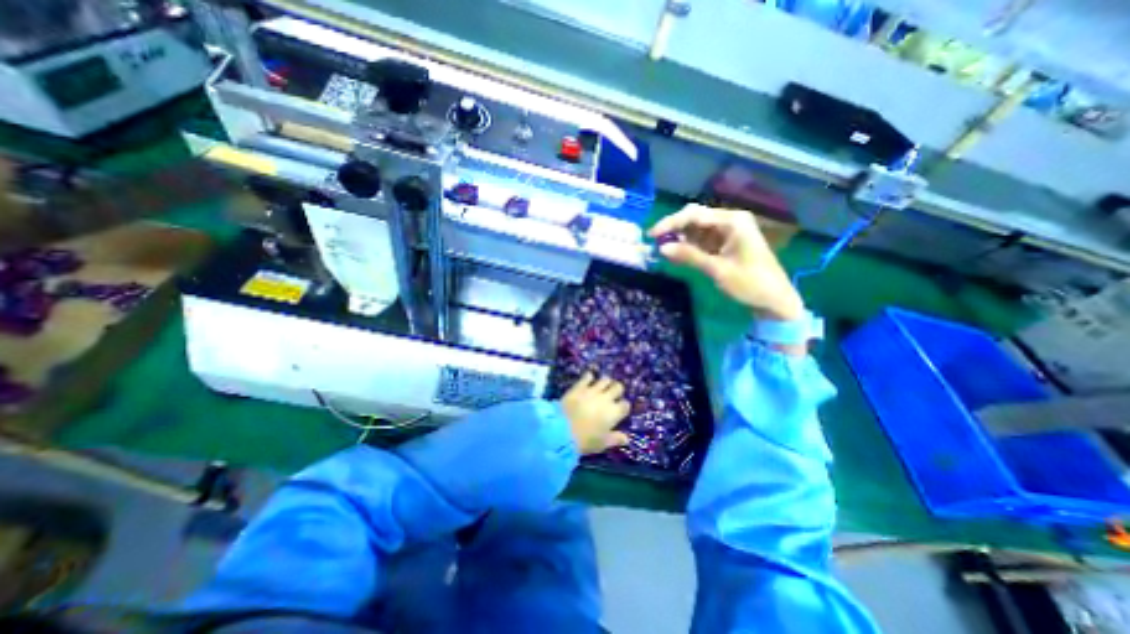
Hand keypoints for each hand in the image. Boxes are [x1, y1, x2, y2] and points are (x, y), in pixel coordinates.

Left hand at [560, 371, 630, 454]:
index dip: (623, 407)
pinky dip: (589, 377)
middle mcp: (606, 398)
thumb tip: (626, 438)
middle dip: (617, 390)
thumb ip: (615, 439)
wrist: (562, 431)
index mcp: (614, 412)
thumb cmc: (585, 440)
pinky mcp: (579, 386)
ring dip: (605, 383)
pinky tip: (588, 379)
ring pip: (605, 379)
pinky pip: (587, 376)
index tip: (619, 411)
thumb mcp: (602, 444)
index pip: (625, 405)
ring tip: (602, 387)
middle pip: (618, 387)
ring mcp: (592, 390)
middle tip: (612, 396)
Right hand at [644, 202, 803, 321]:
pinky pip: (701, 240)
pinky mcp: (725, 244)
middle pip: (695, 218)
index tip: (652, 235)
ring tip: (662, 249)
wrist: (774, 301)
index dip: (671, 223)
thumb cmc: (750, 283)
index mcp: (732, 221)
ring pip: (696, 229)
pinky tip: (676, 254)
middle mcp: (730, 221)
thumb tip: (662, 248)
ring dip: (679, 237)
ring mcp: (728, 232)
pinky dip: (688, 246)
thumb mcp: (717, 269)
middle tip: (655, 240)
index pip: (695, 215)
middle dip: (674, 228)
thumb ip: (689, 256)